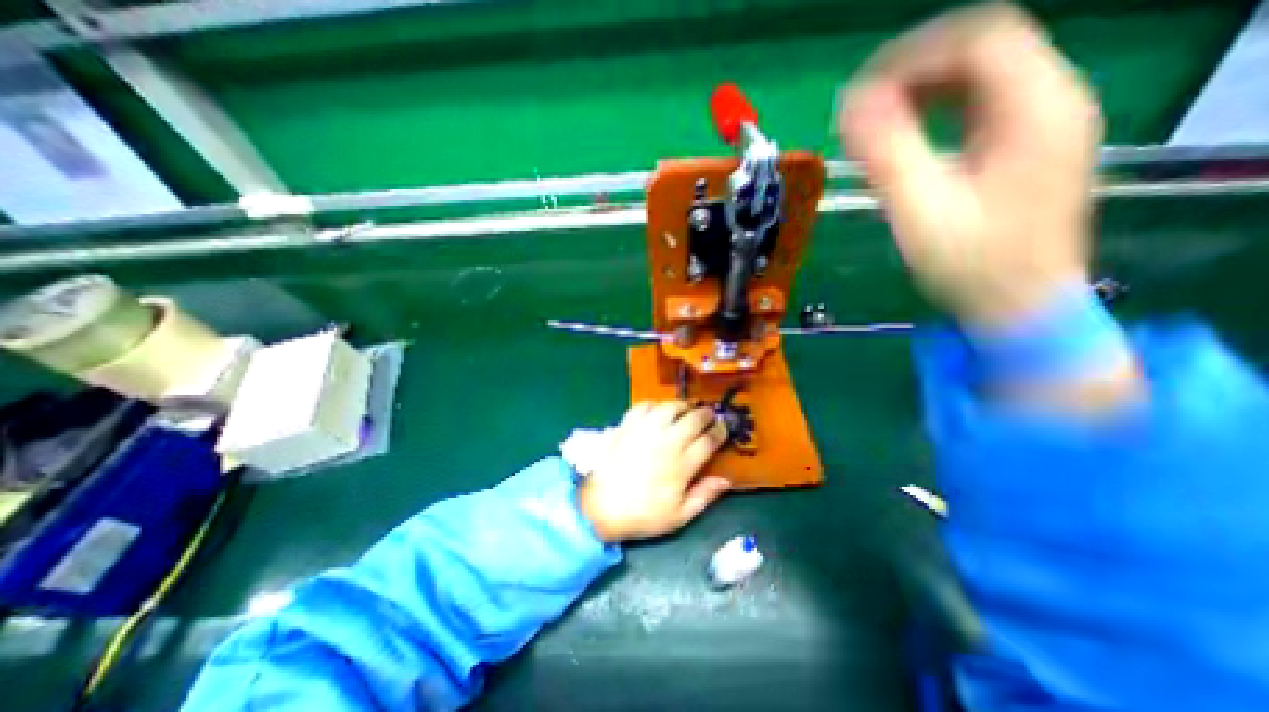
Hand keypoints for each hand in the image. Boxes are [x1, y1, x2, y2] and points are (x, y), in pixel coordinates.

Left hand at [578, 399, 729, 544]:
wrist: (601, 507)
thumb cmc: (643, 514)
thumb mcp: (679, 516)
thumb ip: (704, 496)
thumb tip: (726, 480)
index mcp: (683, 464)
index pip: (709, 439)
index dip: (720, 431)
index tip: (723, 428)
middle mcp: (667, 441)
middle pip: (694, 418)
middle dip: (706, 413)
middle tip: (709, 415)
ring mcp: (646, 430)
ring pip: (671, 407)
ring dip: (683, 405)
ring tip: (687, 409)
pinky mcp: (627, 425)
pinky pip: (644, 406)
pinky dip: (654, 405)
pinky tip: (658, 410)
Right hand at [836, 2, 1100, 325]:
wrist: (1018, 306)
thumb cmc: (971, 265)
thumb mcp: (922, 211)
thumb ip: (887, 153)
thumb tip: (850, 107)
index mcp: (1036, 108)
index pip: (978, 39)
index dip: (911, 57)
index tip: (859, 96)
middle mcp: (1052, 101)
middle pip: (982, 51)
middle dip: (912, 73)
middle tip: (861, 112)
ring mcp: (1044, 124)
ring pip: (981, 78)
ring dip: (922, 92)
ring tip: (875, 124)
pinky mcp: (1027, 148)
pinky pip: (980, 108)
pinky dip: (937, 113)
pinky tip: (907, 138)